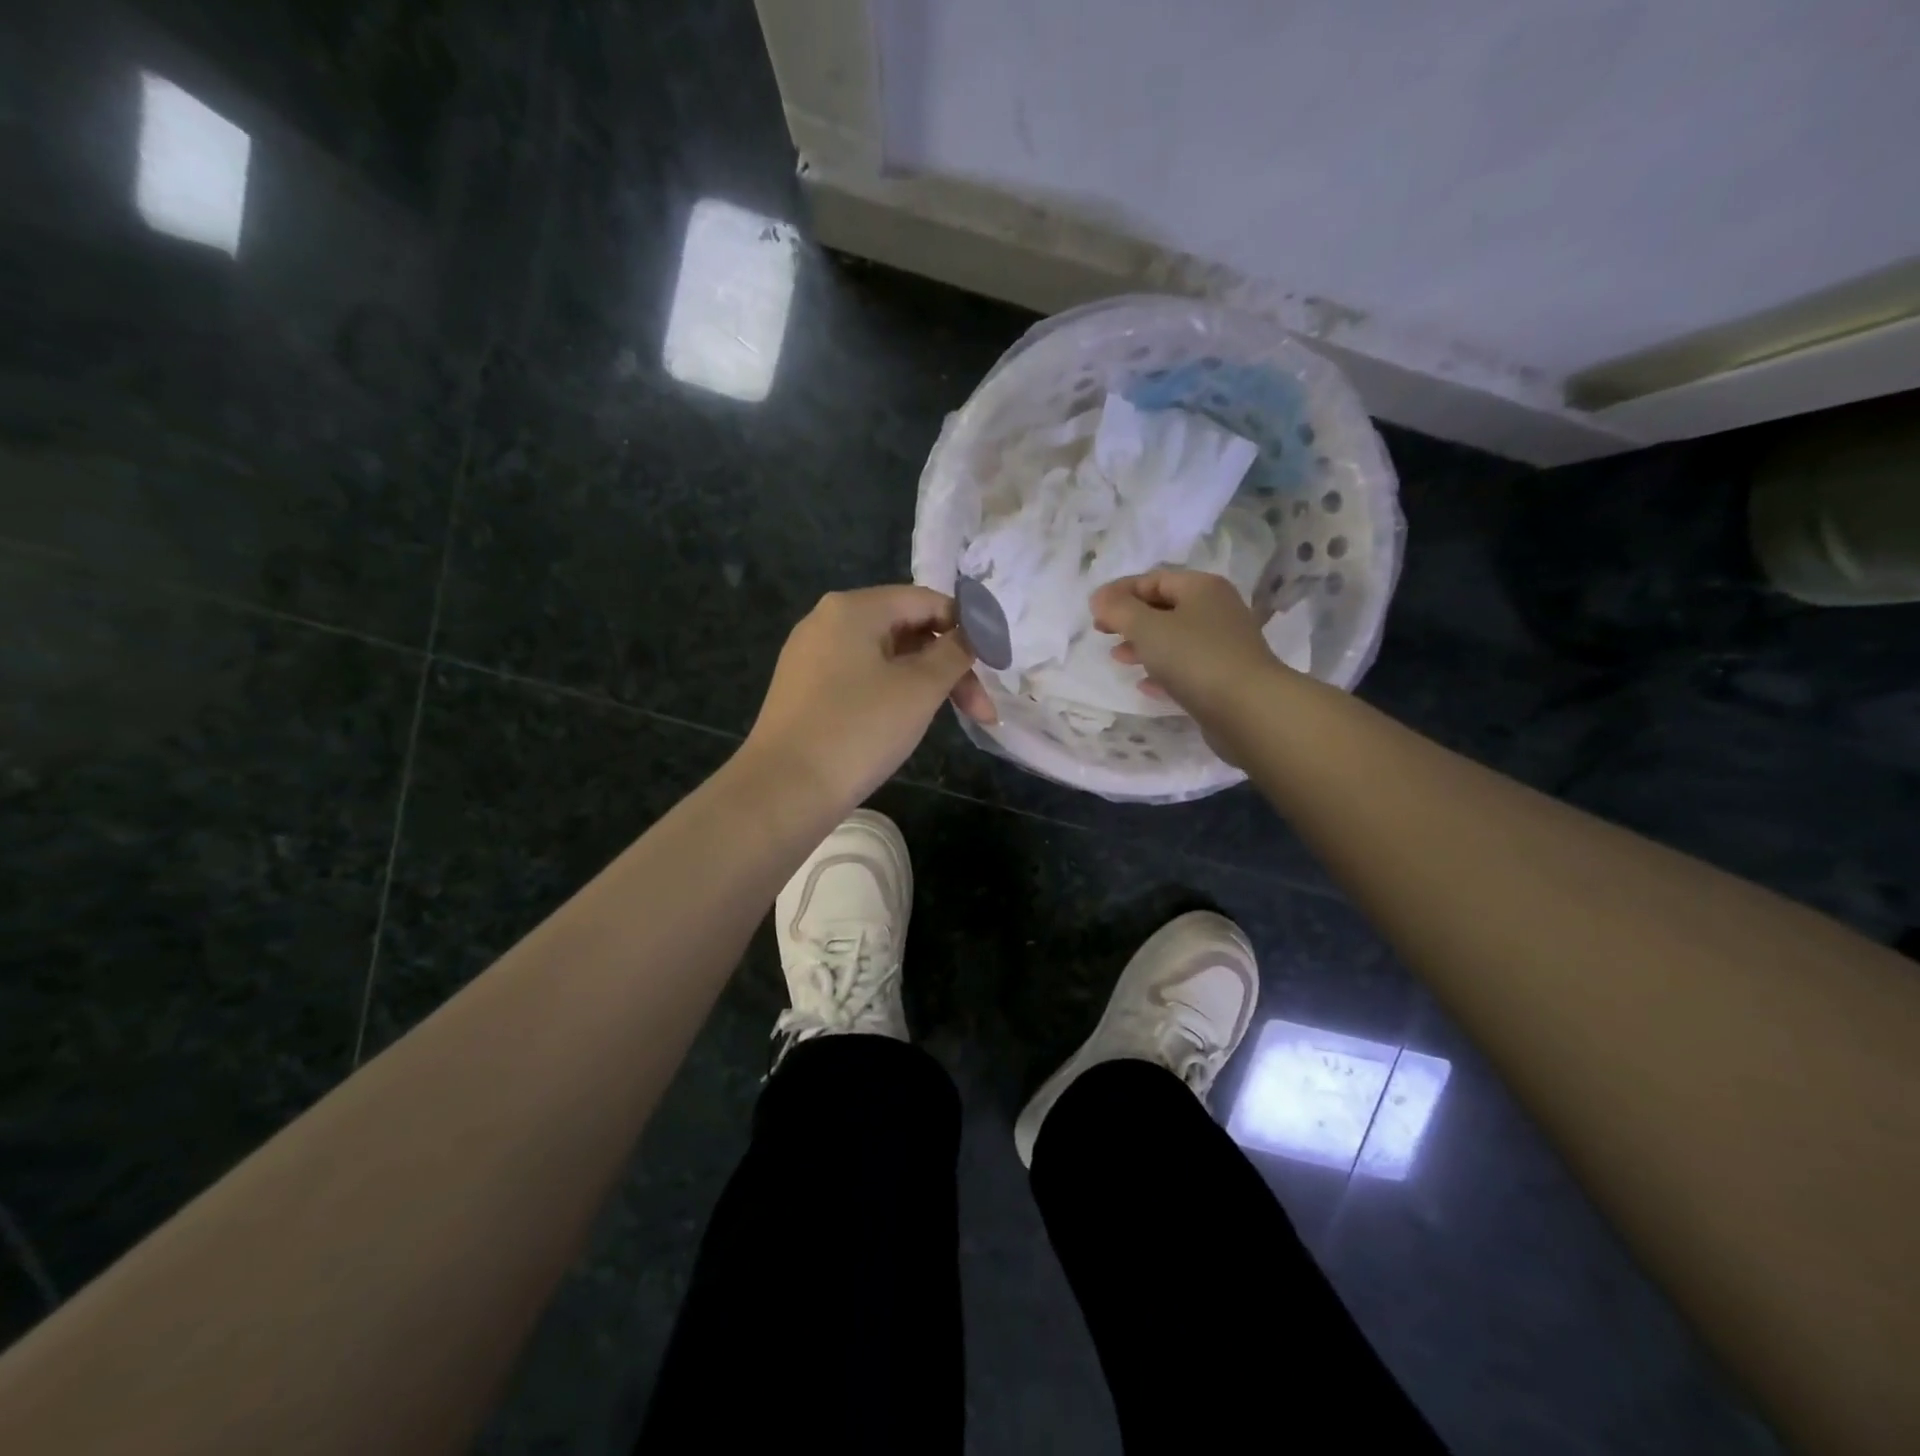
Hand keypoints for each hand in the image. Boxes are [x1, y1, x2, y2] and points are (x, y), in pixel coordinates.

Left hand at [742, 586, 995, 808]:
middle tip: (980, 711)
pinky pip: (861, 678)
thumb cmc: (858, 730)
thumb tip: (971, 635)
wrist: (784, 790)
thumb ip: (954, 654)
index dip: (967, 629)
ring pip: (886, 657)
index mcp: (853, 608)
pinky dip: (893, 693)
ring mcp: (812, 656)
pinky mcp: (805, 690)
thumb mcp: (919, 689)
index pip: (926, 601)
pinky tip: (906, 723)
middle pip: (907, 629)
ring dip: (926, 683)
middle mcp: (828, 622)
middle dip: (950, 667)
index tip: (995, 666)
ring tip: (951, 719)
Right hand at [1090, 569, 1287, 757]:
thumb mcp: (1147, 628)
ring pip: (1174, 638)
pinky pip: (1186, 667)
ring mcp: (1223, 645)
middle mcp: (1216, 610)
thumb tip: (1099, 597)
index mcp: (1201, 588)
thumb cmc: (1194, 658)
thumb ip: (1119, 610)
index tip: (1093, 610)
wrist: (1248, 709)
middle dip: (1130, 619)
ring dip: (1143, 645)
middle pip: (1165, 607)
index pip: (1154, 579)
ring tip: (1118, 658)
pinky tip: (1144, 684)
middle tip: (1102, 632)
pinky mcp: (1224, 677)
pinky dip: (1162, 671)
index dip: (1120, 591)